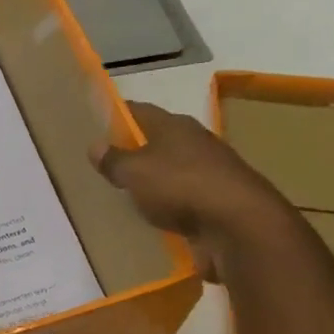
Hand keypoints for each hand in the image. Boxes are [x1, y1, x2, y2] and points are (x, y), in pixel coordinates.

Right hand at [91, 103, 293, 280]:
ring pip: (170, 168)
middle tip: (105, 163)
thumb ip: (114, 160)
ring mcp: (208, 170)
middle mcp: (193, 141)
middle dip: (134, 149)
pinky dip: (166, 202)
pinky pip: (182, 196)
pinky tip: (151, 214)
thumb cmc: (180, 186)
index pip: (139, 110)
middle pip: (157, 139)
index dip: (118, 115)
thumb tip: (95, 145)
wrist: (238, 223)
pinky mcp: (216, 198)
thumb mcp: (136, 172)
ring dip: (151, 178)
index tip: (97, 124)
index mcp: (174, 125)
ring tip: (124, 192)